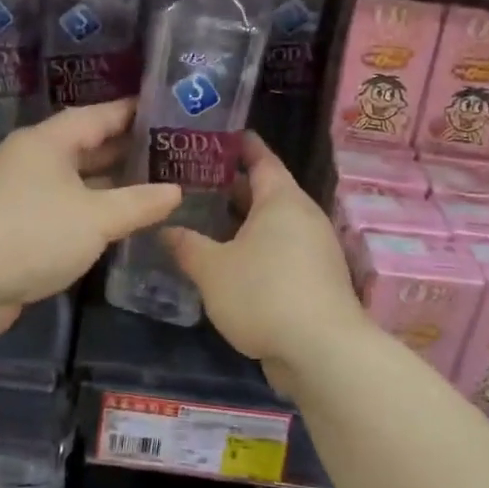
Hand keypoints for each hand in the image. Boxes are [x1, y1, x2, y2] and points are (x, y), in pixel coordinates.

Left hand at [0, 100, 180, 335]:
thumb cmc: (34, 234)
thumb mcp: (96, 218)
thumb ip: (138, 203)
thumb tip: (175, 191)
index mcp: (47, 142)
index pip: (97, 115)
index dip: (132, 112)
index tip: (166, 109)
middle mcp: (32, 158)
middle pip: (85, 145)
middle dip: (125, 148)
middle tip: (169, 149)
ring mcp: (21, 191)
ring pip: (75, 178)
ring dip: (109, 182)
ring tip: (154, 182)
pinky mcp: (16, 222)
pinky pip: (64, 204)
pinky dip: (90, 208)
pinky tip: (118, 219)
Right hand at [163, 133, 372, 383]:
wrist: (323, 352)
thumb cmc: (264, 294)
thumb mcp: (212, 269)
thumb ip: (187, 245)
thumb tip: (165, 230)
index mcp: (282, 200)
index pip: (261, 158)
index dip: (239, 145)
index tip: (215, 135)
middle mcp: (303, 217)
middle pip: (266, 192)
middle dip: (231, 187)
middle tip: (193, 182)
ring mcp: (314, 250)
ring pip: (272, 225)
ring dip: (242, 223)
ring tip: (203, 222)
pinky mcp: (316, 280)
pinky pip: (281, 252)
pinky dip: (255, 249)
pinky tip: (228, 263)